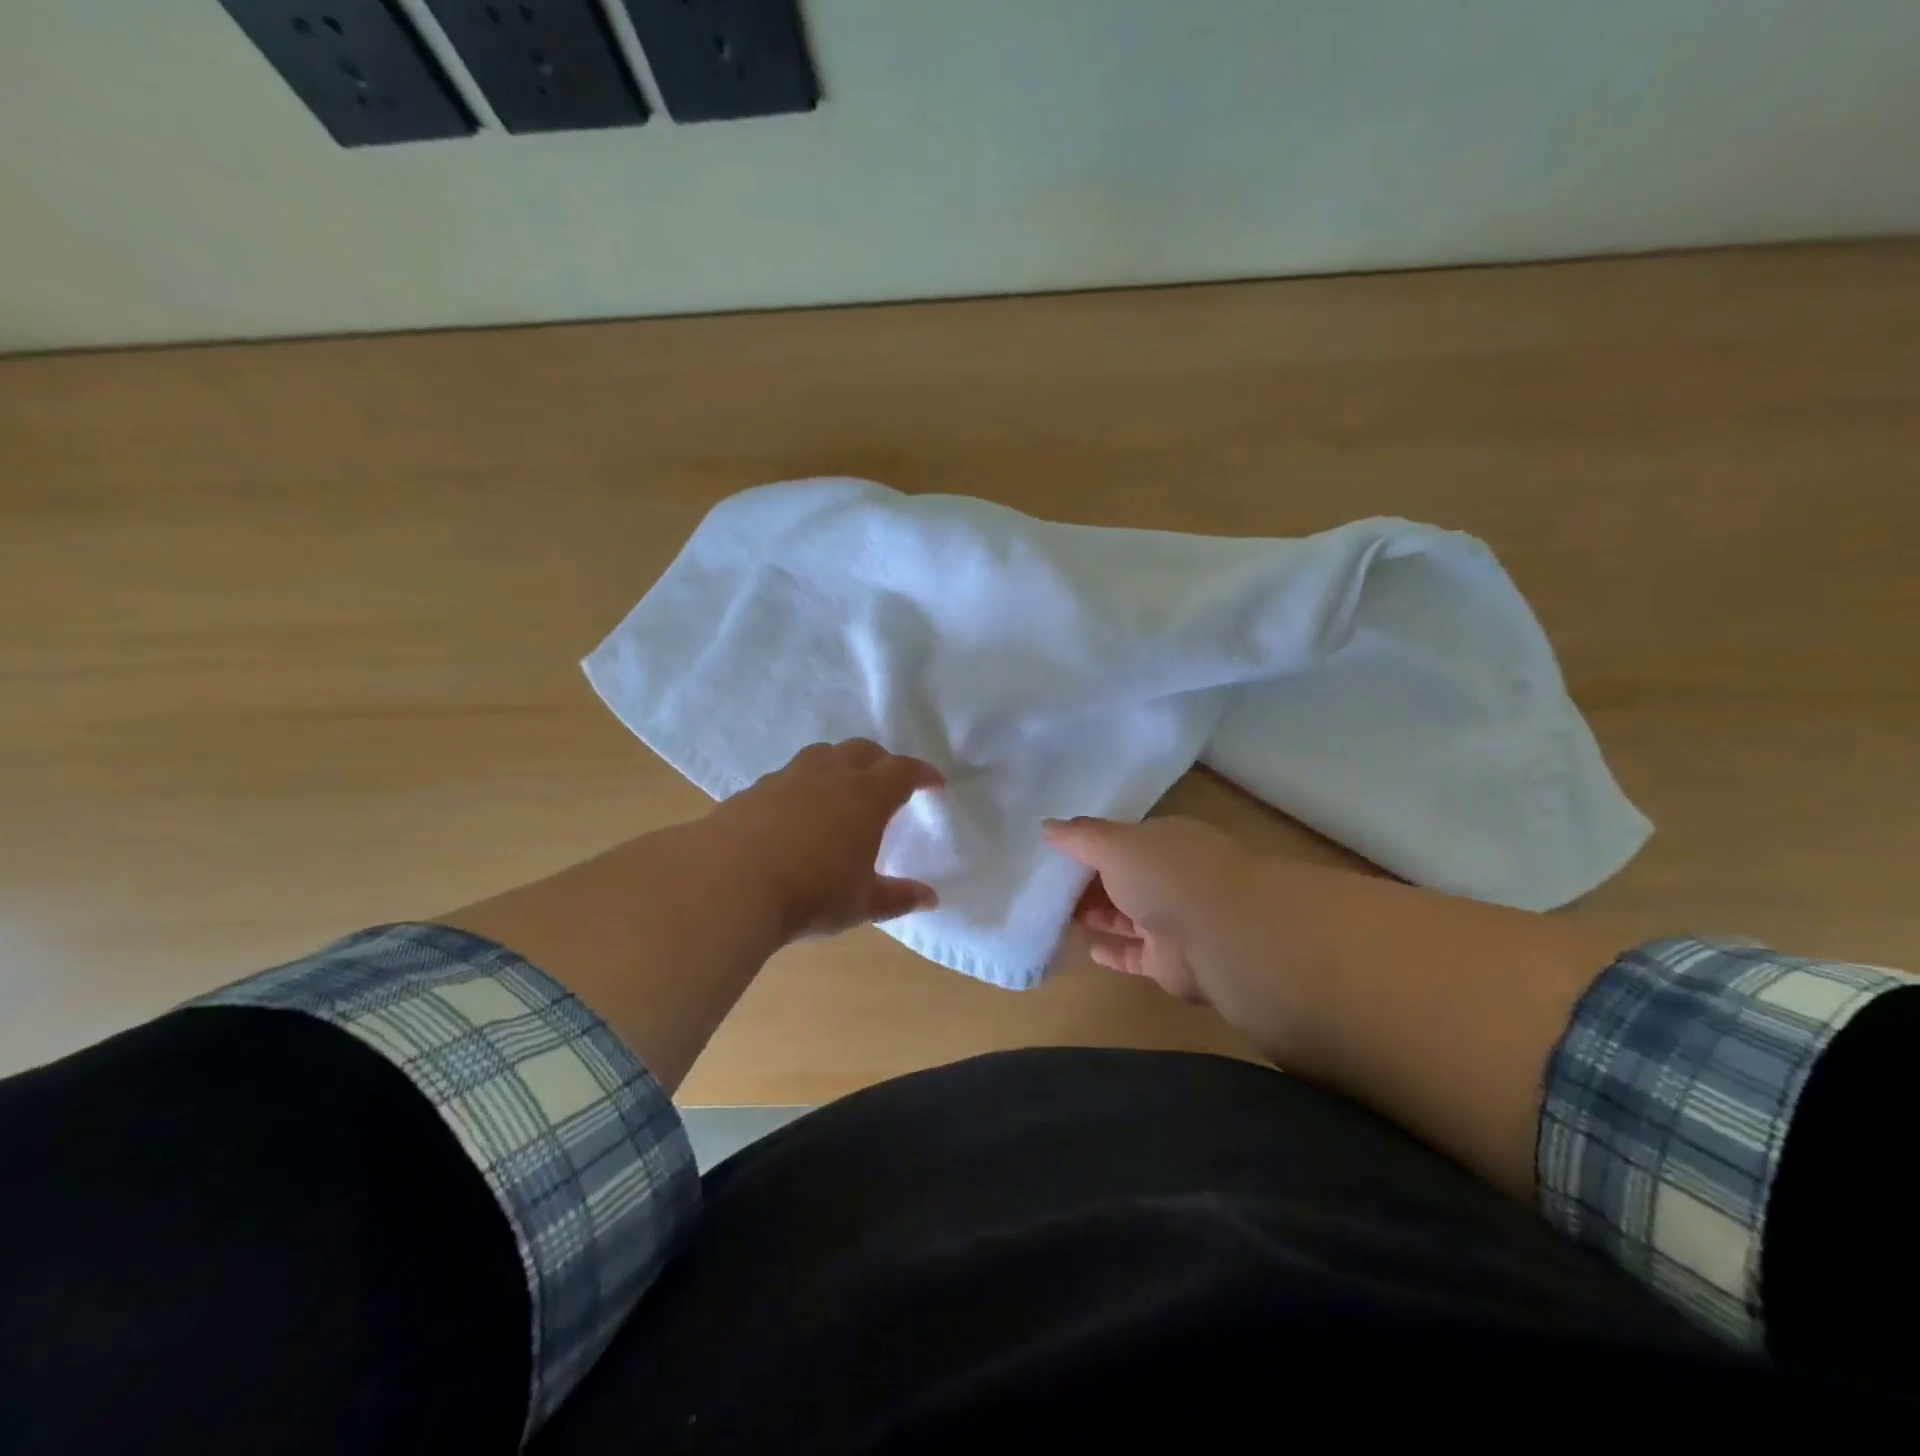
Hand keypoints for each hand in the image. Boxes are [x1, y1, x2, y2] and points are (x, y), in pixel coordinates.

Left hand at [710, 739, 943, 941]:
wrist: (729, 881)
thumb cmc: (810, 892)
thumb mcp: (861, 903)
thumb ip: (897, 897)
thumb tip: (931, 899)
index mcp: (866, 796)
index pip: (903, 771)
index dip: (923, 774)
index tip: (934, 784)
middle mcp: (830, 776)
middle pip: (863, 750)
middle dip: (882, 761)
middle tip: (889, 782)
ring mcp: (789, 778)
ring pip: (823, 753)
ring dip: (841, 762)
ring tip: (843, 784)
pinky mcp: (756, 788)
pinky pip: (790, 774)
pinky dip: (805, 782)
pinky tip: (798, 807)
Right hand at [1044, 815, 1255, 1003]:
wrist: (1220, 934)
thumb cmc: (1165, 873)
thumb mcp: (1114, 843)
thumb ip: (1080, 837)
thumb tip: (1047, 826)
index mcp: (1165, 841)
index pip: (1125, 839)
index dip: (1091, 845)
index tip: (1056, 853)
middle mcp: (1172, 877)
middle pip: (1125, 878)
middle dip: (1091, 882)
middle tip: (1048, 887)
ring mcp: (1174, 921)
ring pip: (1129, 916)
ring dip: (1100, 915)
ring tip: (1058, 915)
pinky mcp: (1171, 962)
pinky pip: (1136, 954)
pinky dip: (1114, 952)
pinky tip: (1088, 949)